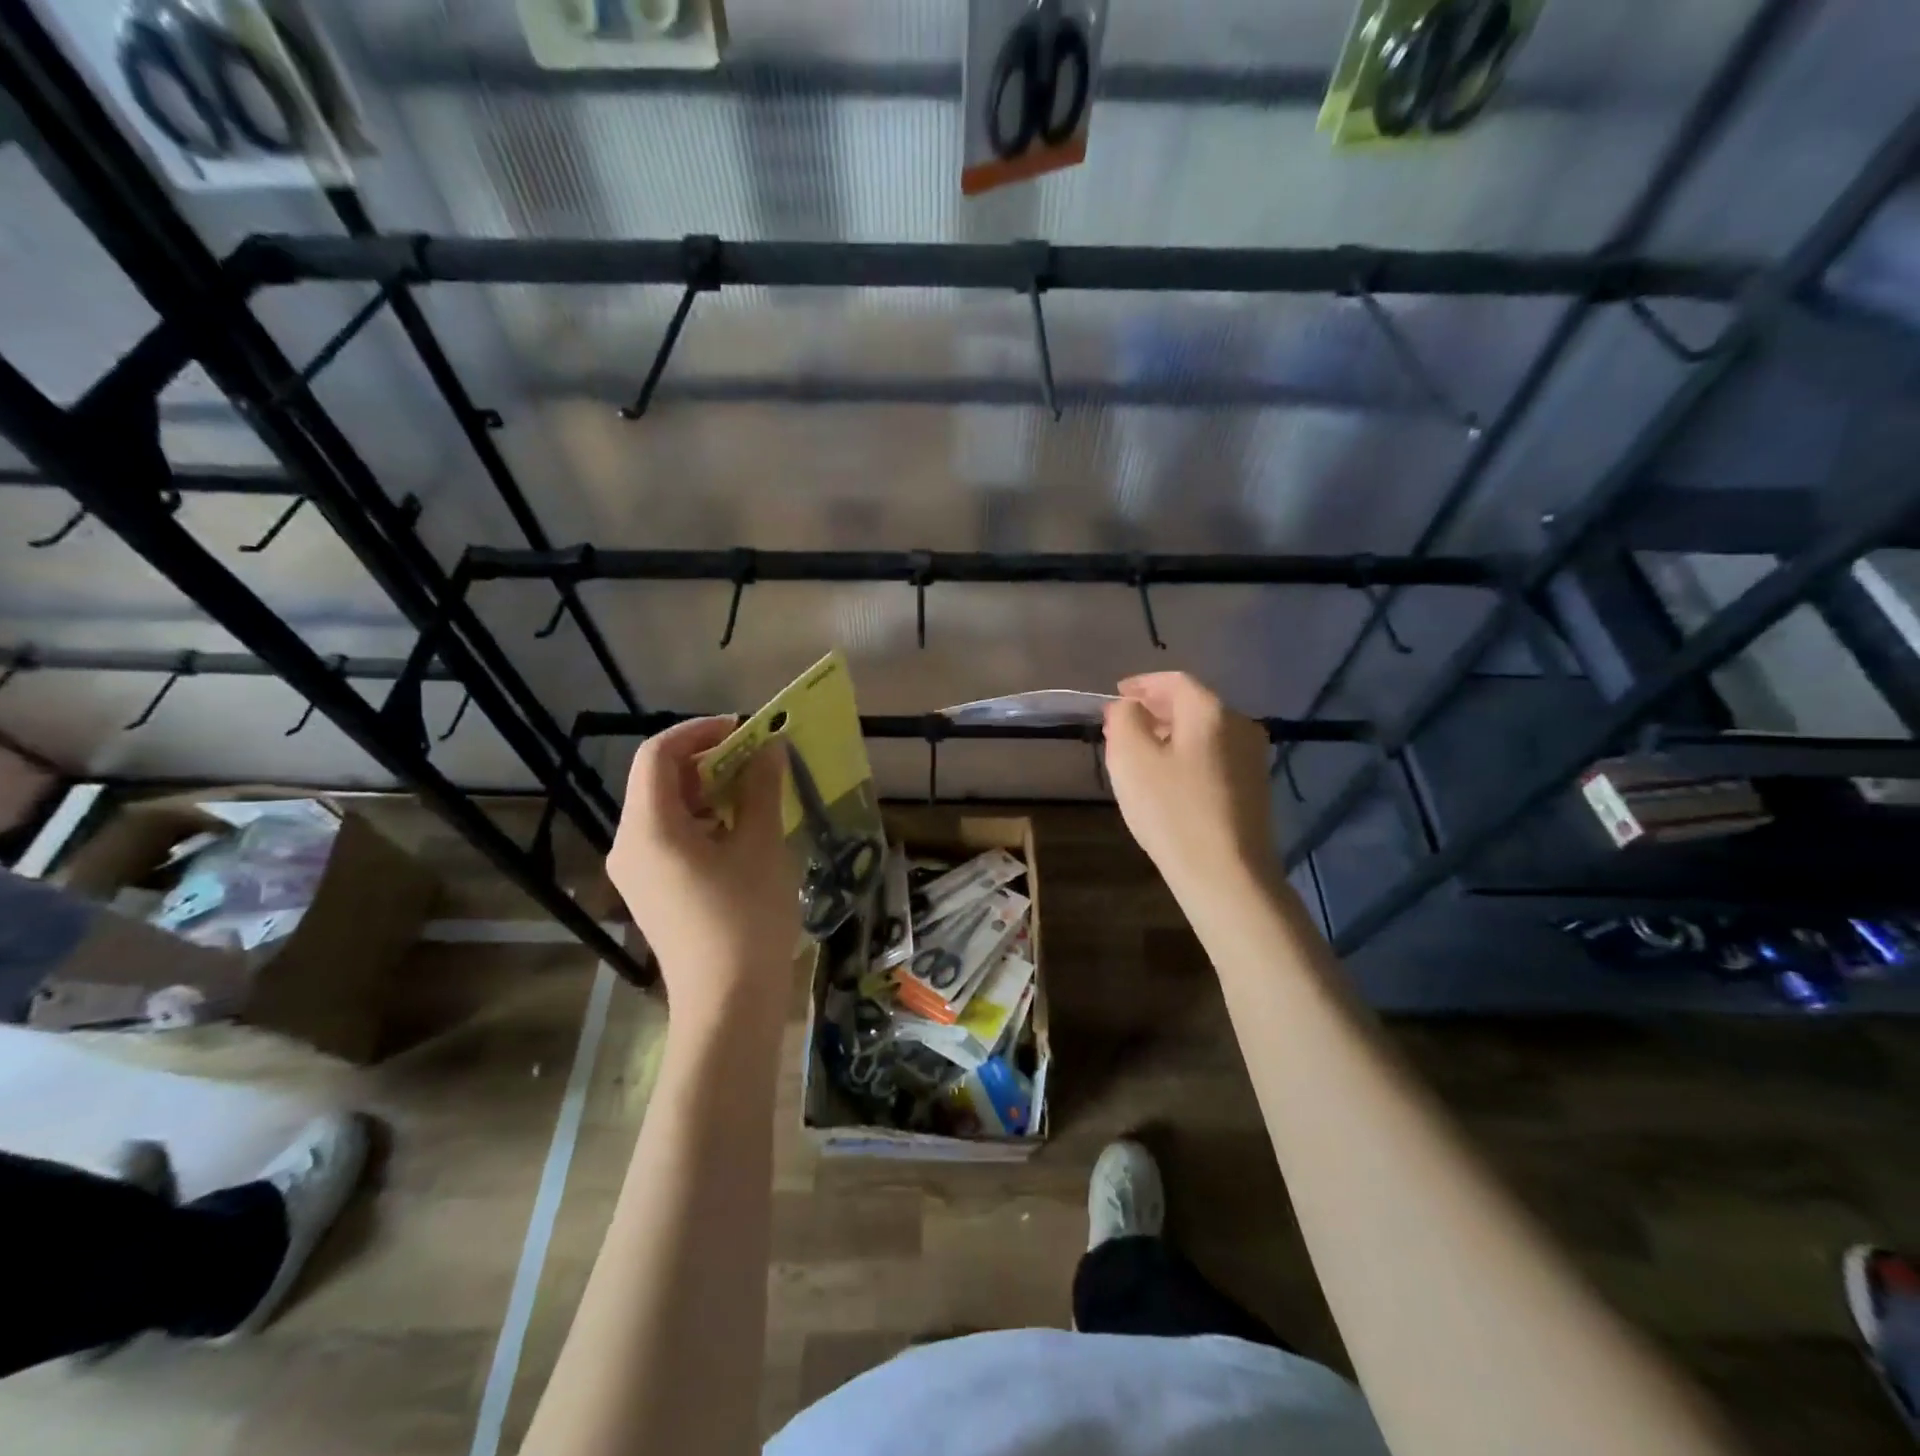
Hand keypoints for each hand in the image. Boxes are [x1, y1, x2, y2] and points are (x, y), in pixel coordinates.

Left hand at [607, 717, 798, 1027]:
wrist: (728, 1004)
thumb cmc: (746, 918)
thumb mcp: (760, 845)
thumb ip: (761, 787)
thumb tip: (769, 747)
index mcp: (648, 828)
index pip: (657, 755)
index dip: (698, 732)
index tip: (743, 729)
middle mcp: (630, 845)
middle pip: (660, 781)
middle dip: (708, 761)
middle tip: (758, 761)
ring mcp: (638, 872)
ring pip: (668, 810)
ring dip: (709, 791)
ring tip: (757, 793)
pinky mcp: (653, 893)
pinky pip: (672, 838)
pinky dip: (704, 821)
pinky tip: (743, 831)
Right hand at [1103, 672, 1277, 892]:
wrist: (1226, 874)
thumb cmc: (1171, 809)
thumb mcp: (1131, 758)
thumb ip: (1124, 719)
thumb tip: (1129, 707)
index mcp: (1211, 711)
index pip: (1174, 680)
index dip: (1142, 684)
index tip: (1117, 695)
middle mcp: (1240, 725)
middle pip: (1192, 704)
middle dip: (1154, 709)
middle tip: (1123, 725)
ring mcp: (1252, 758)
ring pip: (1203, 732)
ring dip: (1170, 733)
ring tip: (1141, 751)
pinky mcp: (1254, 787)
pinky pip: (1214, 755)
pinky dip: (1187, 754)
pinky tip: (1169, 777)